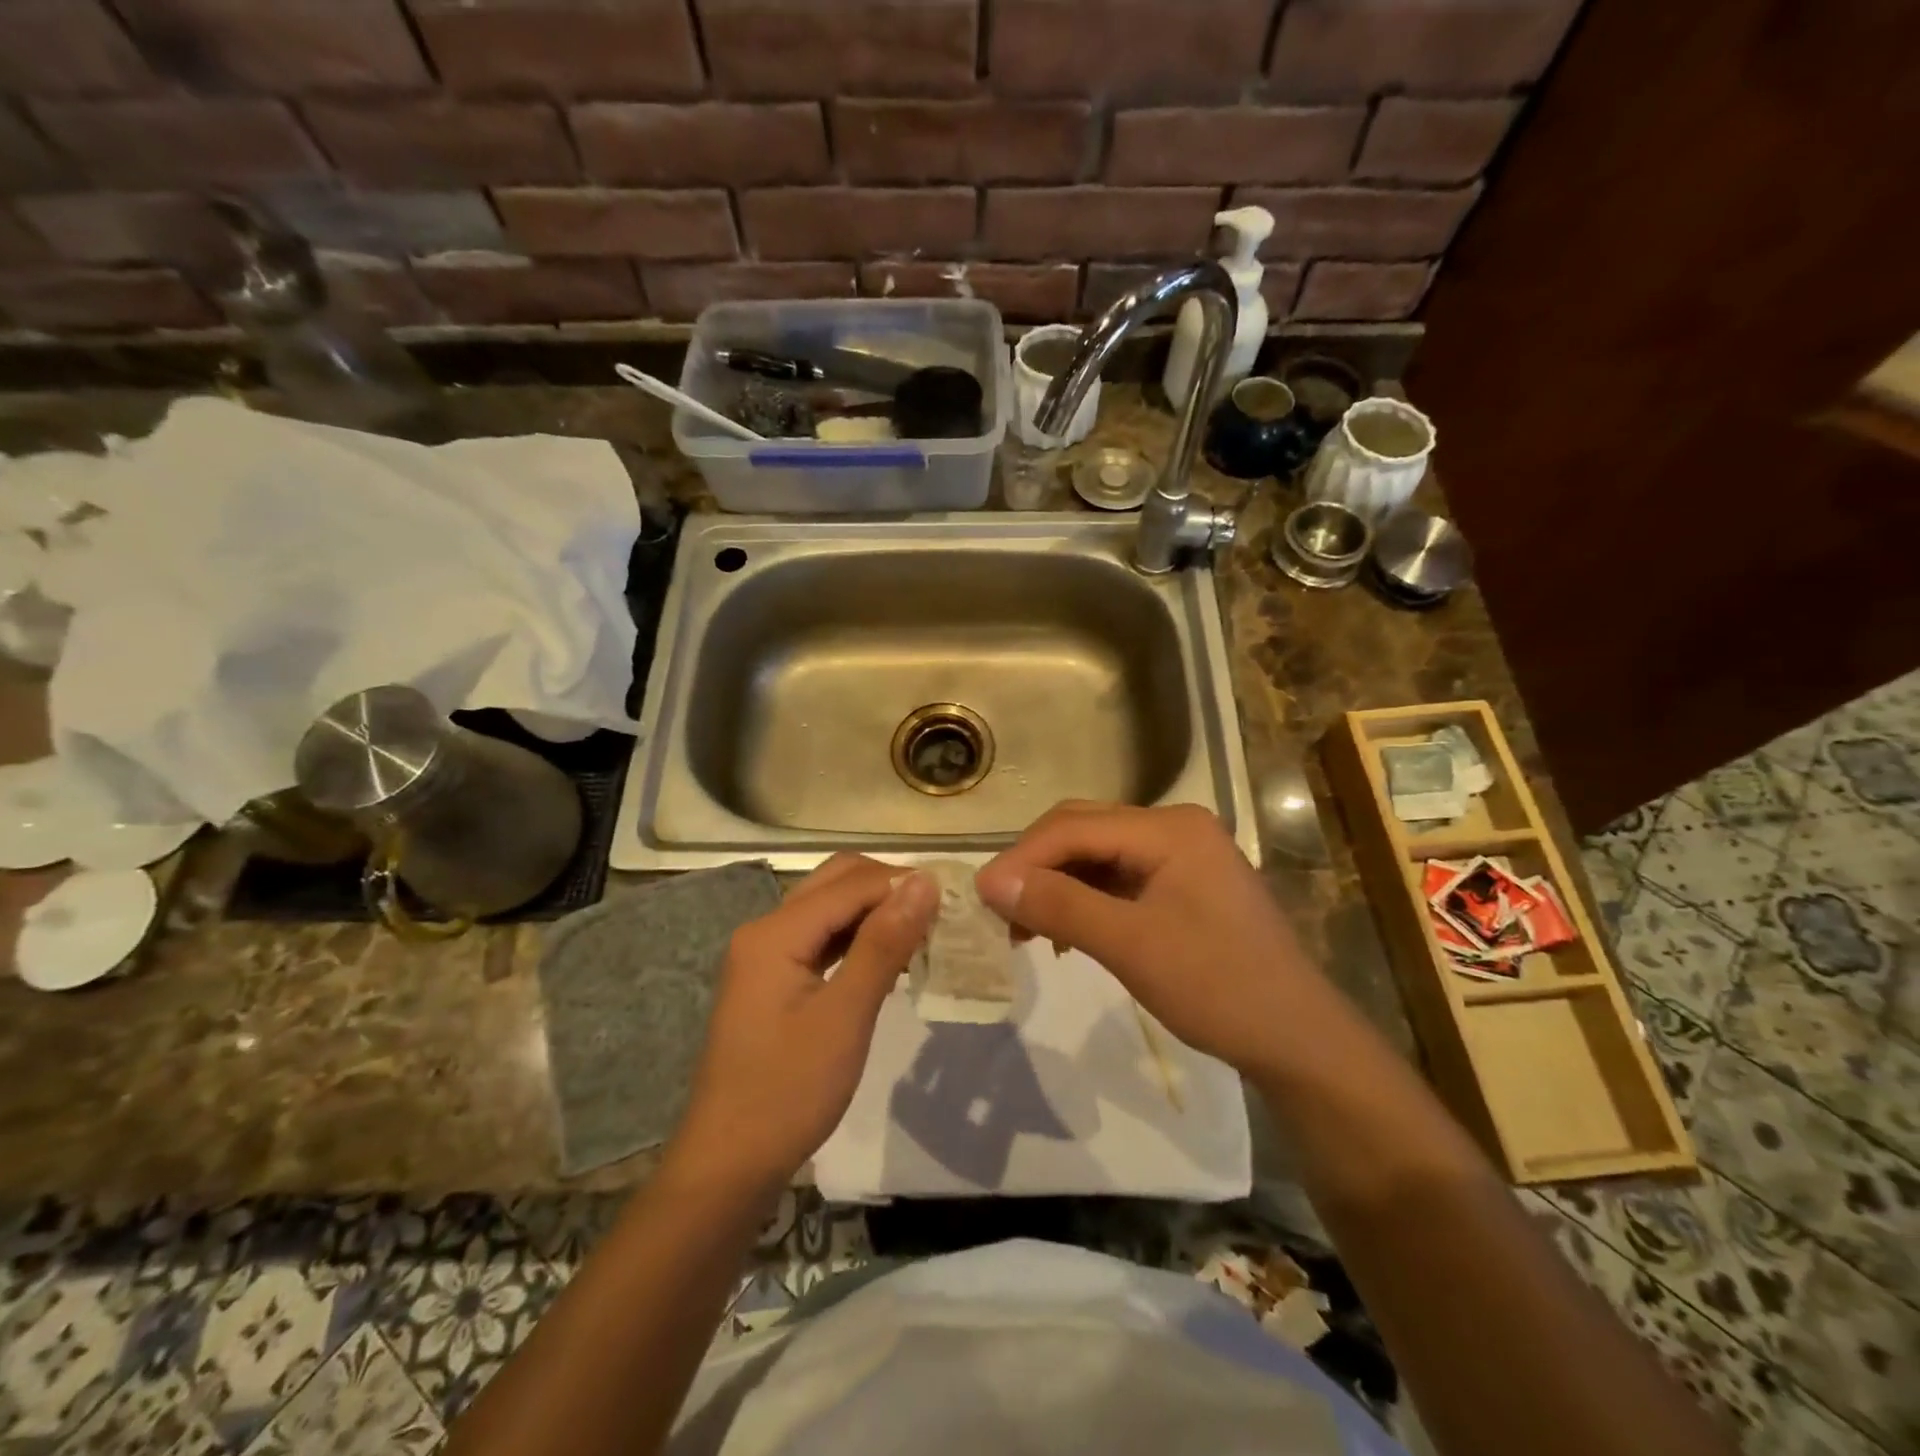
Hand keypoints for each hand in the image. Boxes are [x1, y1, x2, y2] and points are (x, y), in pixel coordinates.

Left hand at [668, 855, 936, 1195]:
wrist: (730, 1163)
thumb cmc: (789, 1091)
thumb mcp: (845, 1016)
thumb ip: (883, 943)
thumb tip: (924, 882)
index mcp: (776, 932)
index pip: (851, 884)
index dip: (903, 883)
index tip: (954, 898)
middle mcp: (766, 929)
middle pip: (836, 882)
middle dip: (888, 888)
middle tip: (939, 912)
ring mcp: (766, 954)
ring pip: (830, 908)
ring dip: (875, 911)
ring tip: (923, 931)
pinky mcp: (773, 978)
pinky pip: (822, 937)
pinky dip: (858, 938)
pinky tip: (890, 958)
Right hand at [974, 801, 1342, 1080]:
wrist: (1297, 1040)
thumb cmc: (1217, 988)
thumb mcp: (1130, 946)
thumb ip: (1059, 905)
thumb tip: (989, 881)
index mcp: (1170, 828)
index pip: (1075, 827)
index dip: (1022, 858)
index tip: (980, 896)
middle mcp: (1174, 827)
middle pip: (1083, 831)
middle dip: (1036, 868)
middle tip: (999, 911)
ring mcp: (1180, 854)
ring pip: (1096, 855)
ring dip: (1056, 884)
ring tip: (1024, 927)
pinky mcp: (1181, 883)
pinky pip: (1117, 877)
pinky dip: (1083, 899)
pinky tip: (1065, 932)